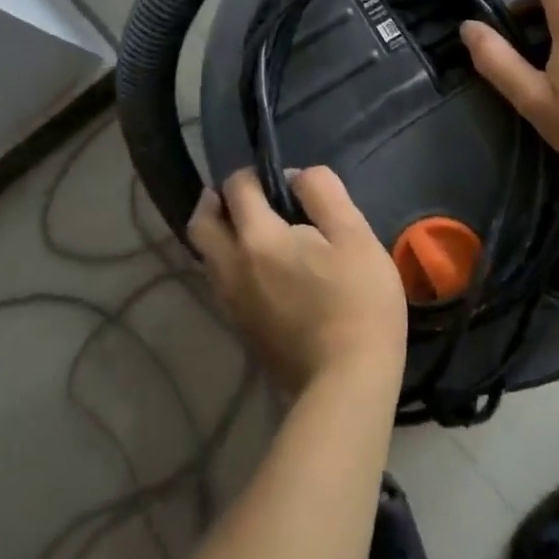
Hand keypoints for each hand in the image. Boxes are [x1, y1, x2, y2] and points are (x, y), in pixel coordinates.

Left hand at [188, 167, 407, 397]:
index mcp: (256, 238)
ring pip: (205, 255)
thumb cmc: (357, 302)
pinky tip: (261, 269)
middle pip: (201, 222)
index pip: (236, 187)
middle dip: (216, 201)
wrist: (346, 384)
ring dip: (219, 233)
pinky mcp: (239, 329)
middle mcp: (230, 267)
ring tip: (253, 230)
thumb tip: (296, 176)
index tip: (284, 182)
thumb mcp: (354, 235)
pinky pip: (218, 281)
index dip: (256, 174)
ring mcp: (229, 302)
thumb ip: (323, 193)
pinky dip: (228, 263)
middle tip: (246, 198)